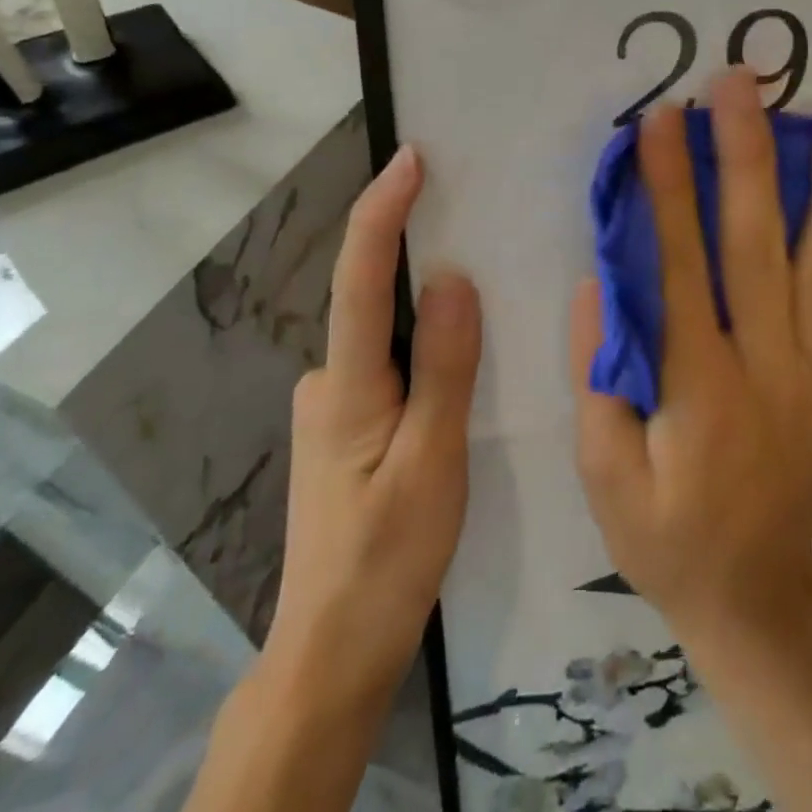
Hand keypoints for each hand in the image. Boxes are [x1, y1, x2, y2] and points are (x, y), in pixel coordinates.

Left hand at [266, 145, 481, 698]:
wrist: (332, 653)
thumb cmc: (386, 560)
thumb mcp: (434, 464)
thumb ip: (445, 370)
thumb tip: (455, 278)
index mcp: (347, 386)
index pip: (362, 279)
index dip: (383, 211)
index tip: (411, 158)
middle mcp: (328, 382)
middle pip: (373, 298)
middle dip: (414, 247)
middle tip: (470, 210)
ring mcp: (333, 408)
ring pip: (385, 336)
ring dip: (424, 303)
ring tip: (482, 282)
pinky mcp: (346, 430)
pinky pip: (390, 364)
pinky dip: (422, 345)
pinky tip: (459, 358)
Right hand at [570, 70, 811, 643]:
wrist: (752, 598)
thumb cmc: (664, 534)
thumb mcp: (602, 471)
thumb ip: (601, 375)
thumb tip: (606, 282)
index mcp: (701, 385)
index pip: (680, 265)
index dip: (667, 186)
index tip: (660, 119)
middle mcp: (771, 368)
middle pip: (759, 245)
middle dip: (747, 155)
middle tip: (743, 83)